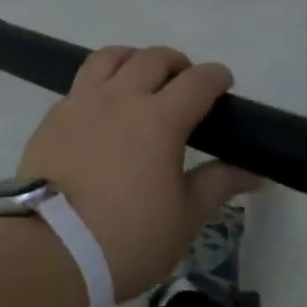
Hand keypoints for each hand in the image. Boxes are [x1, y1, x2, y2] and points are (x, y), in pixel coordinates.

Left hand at [17, 46, 257, 302]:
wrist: (52, 249)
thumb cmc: (128, 238)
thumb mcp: (184, 217)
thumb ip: (218, 184)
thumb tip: (255, 171)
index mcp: (159, 119)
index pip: (196, 81)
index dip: (215, 77)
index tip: (223, 83)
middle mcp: (120, 98)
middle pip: (152, 58)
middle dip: (176, 63)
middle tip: (184, 83)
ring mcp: (81, 102)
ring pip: (109, 57)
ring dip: (132, 59)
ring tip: (140, 79)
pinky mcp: (53, 116)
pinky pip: (80, 83)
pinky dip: (99, 84)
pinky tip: (102, 109)